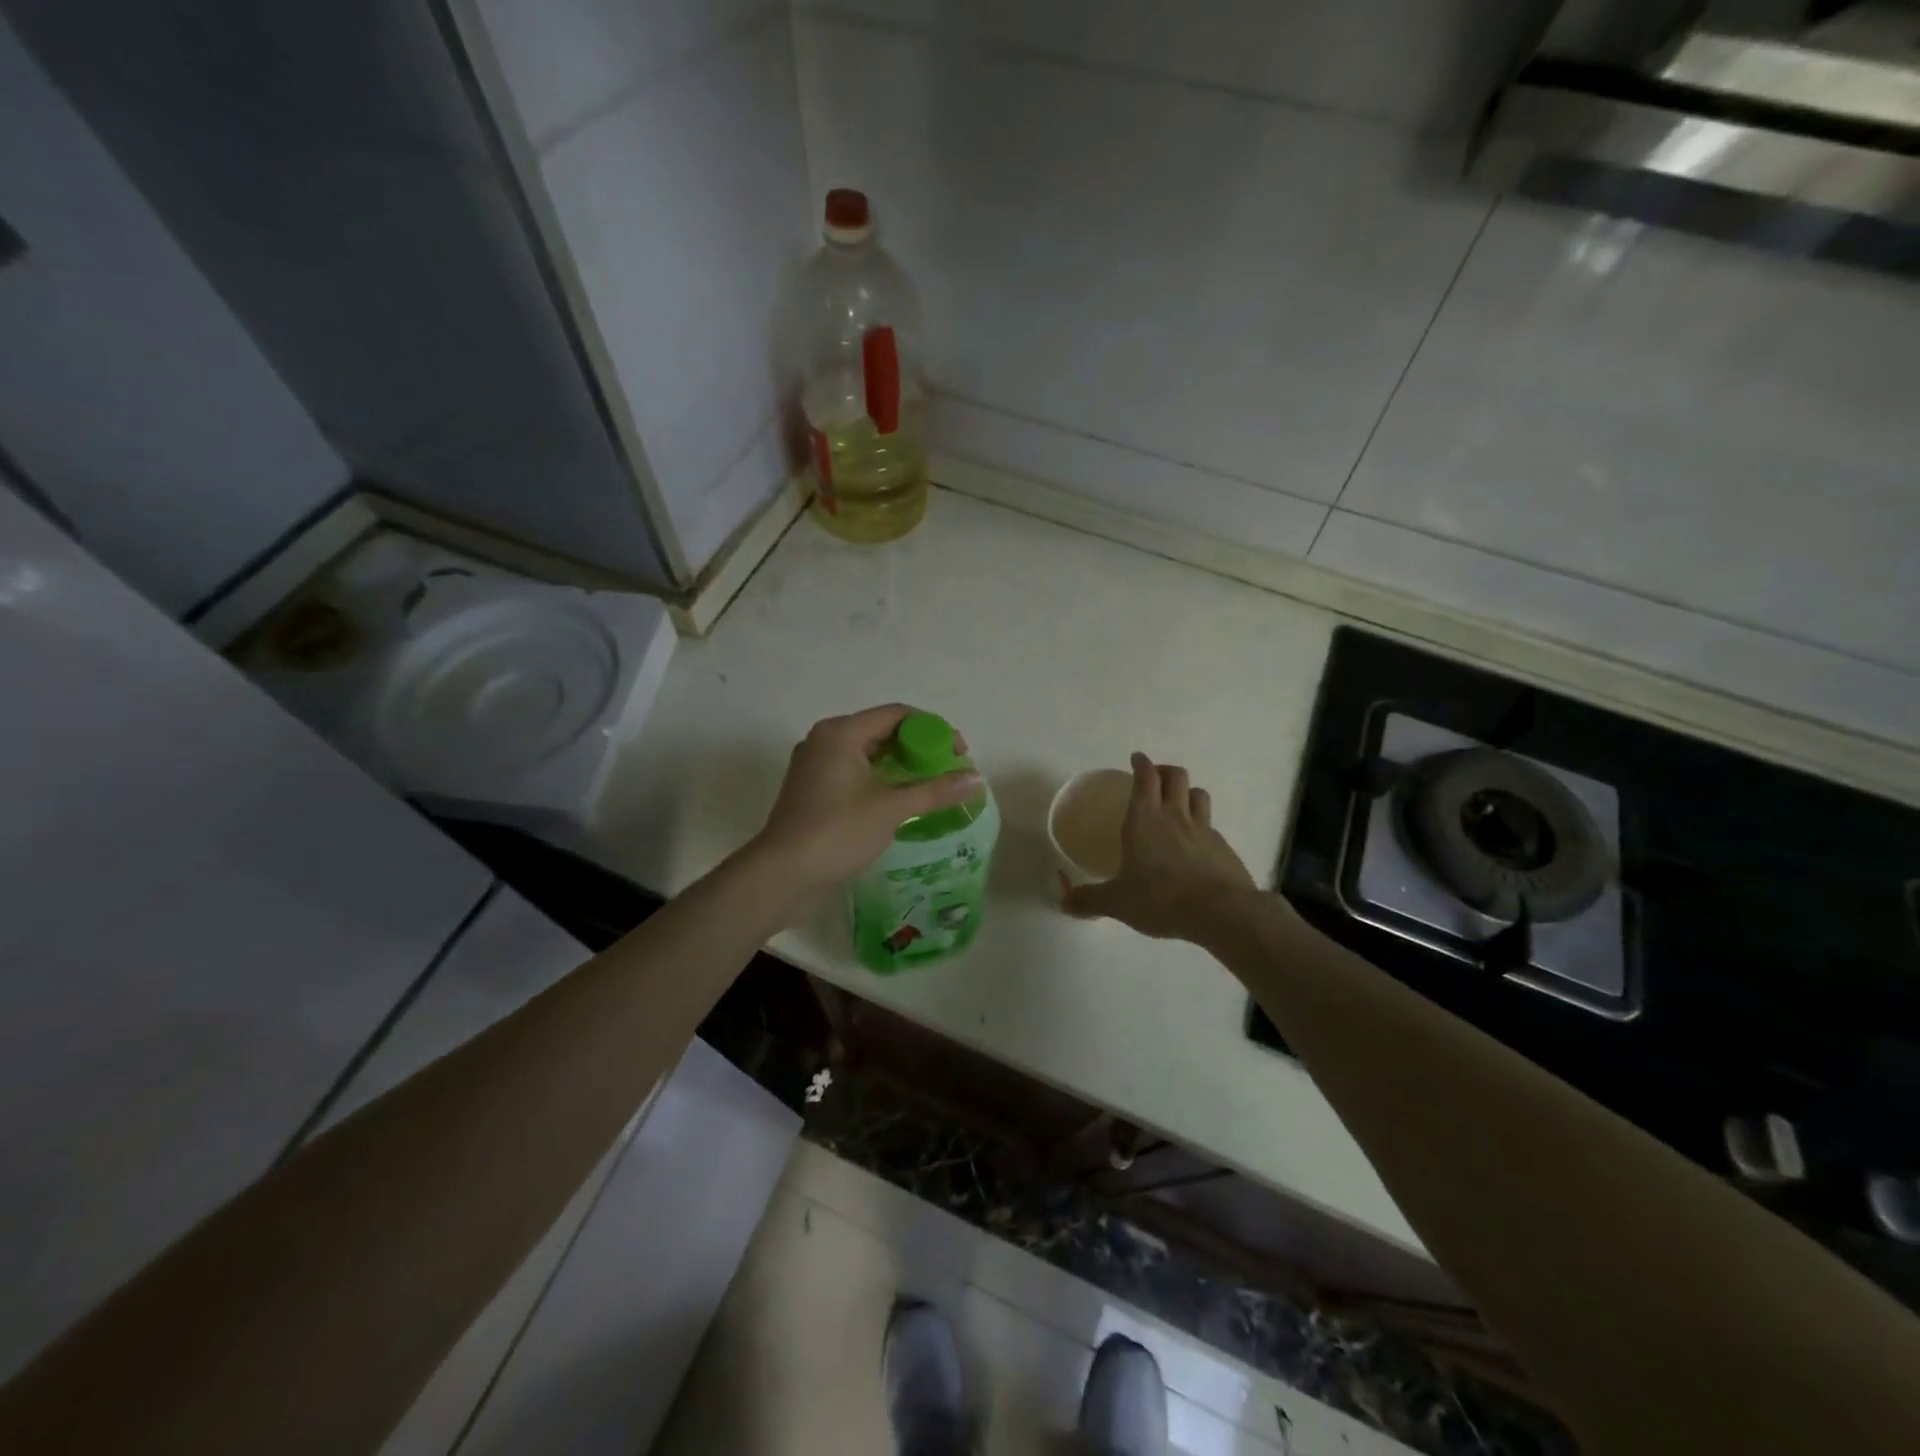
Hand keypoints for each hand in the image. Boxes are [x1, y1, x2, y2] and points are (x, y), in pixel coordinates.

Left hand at [749, 705, 982, 899]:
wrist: (782, 875)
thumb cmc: (837, 832)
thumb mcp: (892, 809)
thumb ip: (935, 791)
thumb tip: (977, 780)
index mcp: (841, 732)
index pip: (897, 714)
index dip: (933, 729)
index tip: (959, 753)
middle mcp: (825, 739)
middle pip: (882, 731)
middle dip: (918, 748)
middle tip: (948, 771)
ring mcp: (815, 765)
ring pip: (867, 754)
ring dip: (900, 766)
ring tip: (930, 787)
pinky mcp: (812, 789)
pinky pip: (853, 772)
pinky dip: (879, 780)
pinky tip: (900, 801)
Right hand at [1060, 753, 1255, 940]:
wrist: (1221, 913)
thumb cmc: (1161, 899)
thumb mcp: (1117, 903)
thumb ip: (1089, 900)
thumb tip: (1063, 903)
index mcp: (1144, 820)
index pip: (1145, 777)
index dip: (1141, 764)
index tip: (1137, 759)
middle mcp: (1175, 816)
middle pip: (1175, 776)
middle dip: (1164, 771)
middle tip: (1154, 778)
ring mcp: (1203, 830)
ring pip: (1198, 794)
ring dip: (1186, 792)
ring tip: (1177, 803)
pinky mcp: (1223, 848)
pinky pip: (1211, 826)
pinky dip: (1201, 826)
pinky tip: (1194, 845)